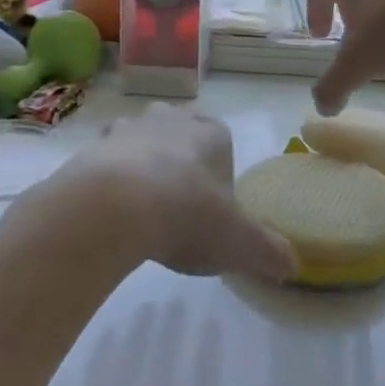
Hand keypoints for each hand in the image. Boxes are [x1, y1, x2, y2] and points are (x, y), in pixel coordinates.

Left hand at [54, 104, 296, 281]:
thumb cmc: (187, 214)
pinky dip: (108, 180)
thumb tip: (292, 266)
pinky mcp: (92, 146)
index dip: (218, 171)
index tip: (213, 205)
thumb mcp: (239, 242)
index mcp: (210, 132)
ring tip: (140, 209)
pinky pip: (105, 160)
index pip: (221, 139)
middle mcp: (170, 119)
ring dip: (141, 165)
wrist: (112, 207)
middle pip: (179, 133)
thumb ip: (269, 252)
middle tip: (177, 204)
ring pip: (140, 140)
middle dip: (179, 160)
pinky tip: (110, 213)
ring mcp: (128, 128)